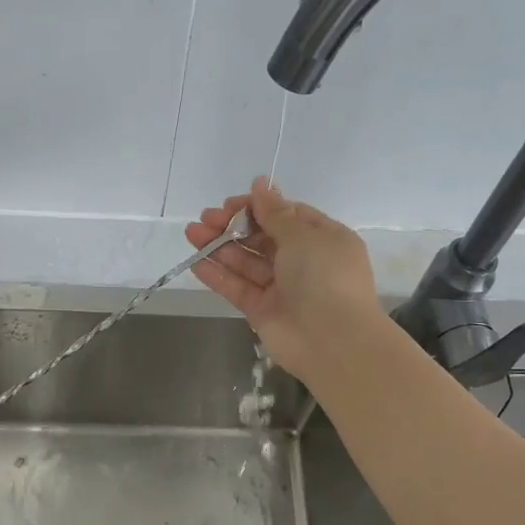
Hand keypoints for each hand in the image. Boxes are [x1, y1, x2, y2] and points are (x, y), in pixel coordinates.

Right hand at [184, 176, 382, 382]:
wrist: (333, 341)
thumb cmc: (324, 277)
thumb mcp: (303, 236)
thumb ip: (275, 213)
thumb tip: (261, 183)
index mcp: (323, 239)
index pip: (286, 215)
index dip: (258, 207)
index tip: (231, 204)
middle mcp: (303, 261)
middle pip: (262, 238)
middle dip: (233, 226)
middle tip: (205, 218)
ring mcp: (282, 288)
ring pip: (246, 262)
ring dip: (219, 247)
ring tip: (191, 233)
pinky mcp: (262, 311)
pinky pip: (238, 287)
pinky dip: (218, 275)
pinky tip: (196, 261)